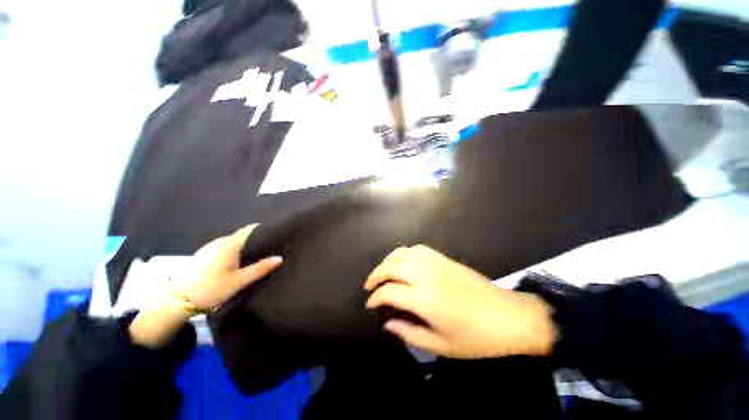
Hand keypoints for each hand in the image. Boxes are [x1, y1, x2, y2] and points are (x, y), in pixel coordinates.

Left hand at [180, 224, 282, 310]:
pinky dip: (234, 253)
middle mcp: (220, 241)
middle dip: (256, 242)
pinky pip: (224, 249)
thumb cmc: (212, 289)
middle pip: (243, 236)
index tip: (275, 238)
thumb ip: (260, 268)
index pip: (250, 229)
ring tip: (254, 259)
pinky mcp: (203, 255)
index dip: (264, 231)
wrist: (177, 302)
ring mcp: (210, 247)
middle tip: (268, 253)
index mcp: (230, 244)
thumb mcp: (239, 281)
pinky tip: (236, 265)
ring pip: (233, 243)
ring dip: (244, 248)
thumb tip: (279, 258)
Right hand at [364, 245, 556, 358]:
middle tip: (370, 286)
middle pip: (391, 267)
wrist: (509, 317)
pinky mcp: (444, 258)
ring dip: (388, 261)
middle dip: (376, 275)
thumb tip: (387, 323)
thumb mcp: (441, 346)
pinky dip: (405, 253)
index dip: (375, 298)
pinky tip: (404, 262)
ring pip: (402, 253)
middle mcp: (426, 275)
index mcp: (425, 299)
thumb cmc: (476, 338)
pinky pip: (418, 249)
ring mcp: (436, 263)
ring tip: (382, 272)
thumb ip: (409, 333)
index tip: (370, 304)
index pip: (389, 292)